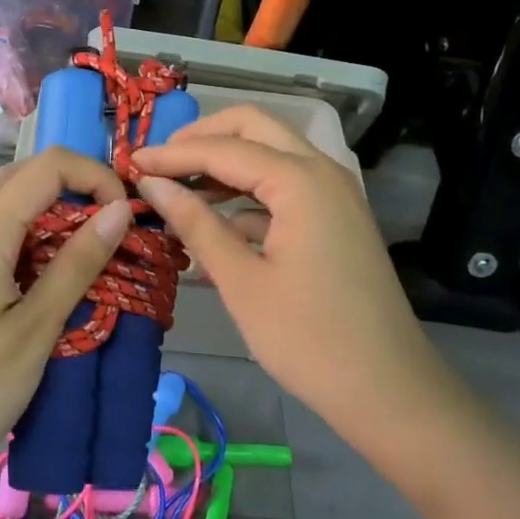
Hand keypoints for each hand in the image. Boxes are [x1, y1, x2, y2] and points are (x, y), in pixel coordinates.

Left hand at [0, 149, 135, 502]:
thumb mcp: (35, 329)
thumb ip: (77, 264)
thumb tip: (119, 210)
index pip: (49, 166)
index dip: (95, 176)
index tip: (126, 217)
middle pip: (29, 174)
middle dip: (79, 186)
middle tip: (115, 226)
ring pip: (15, 202)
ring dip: (59, 210)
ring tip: (95, 248)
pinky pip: (5, 232)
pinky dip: (40, 235)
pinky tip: (59, 273)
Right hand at [131, 107, 445, 439]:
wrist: (389, 390)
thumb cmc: (308, 339)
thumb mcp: (241, 281)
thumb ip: (196, 223)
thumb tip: (153, 184)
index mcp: (300, 180)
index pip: (224, 148)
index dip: (173, 154)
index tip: (131, 163)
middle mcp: (322, 171)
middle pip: (254, 128)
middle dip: (203, 139)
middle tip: (161, 164)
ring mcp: (335, 193)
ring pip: (272, 154)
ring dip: (225, 164)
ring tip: (179, 192)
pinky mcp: (337, 218)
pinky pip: (286, 187)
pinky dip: (249, 194)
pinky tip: (216, 225)